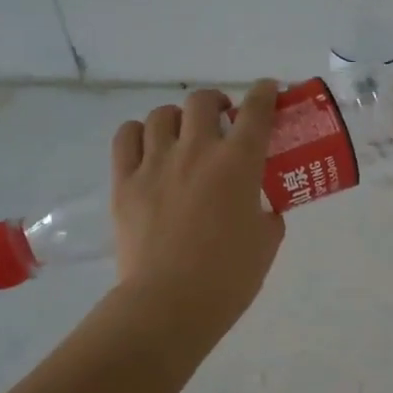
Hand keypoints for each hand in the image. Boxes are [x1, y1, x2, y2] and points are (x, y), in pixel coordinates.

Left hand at [111, 80, 284, 345]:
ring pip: (161, 115)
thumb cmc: (229, 276)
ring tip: (182, 136)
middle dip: (216, 102)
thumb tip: (261, 208)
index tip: (268, 89)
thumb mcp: (266, 242)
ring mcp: (155, 163)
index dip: (264, 93)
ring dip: (177, 118)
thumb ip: (268, 214)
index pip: (255, 111)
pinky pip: (125, 138)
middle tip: (222, 121)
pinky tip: (148, 147)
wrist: (171, 303)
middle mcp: (195, 151)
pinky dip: (139, 134)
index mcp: (238, 163)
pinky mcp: (124, 182)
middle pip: (202, 101)